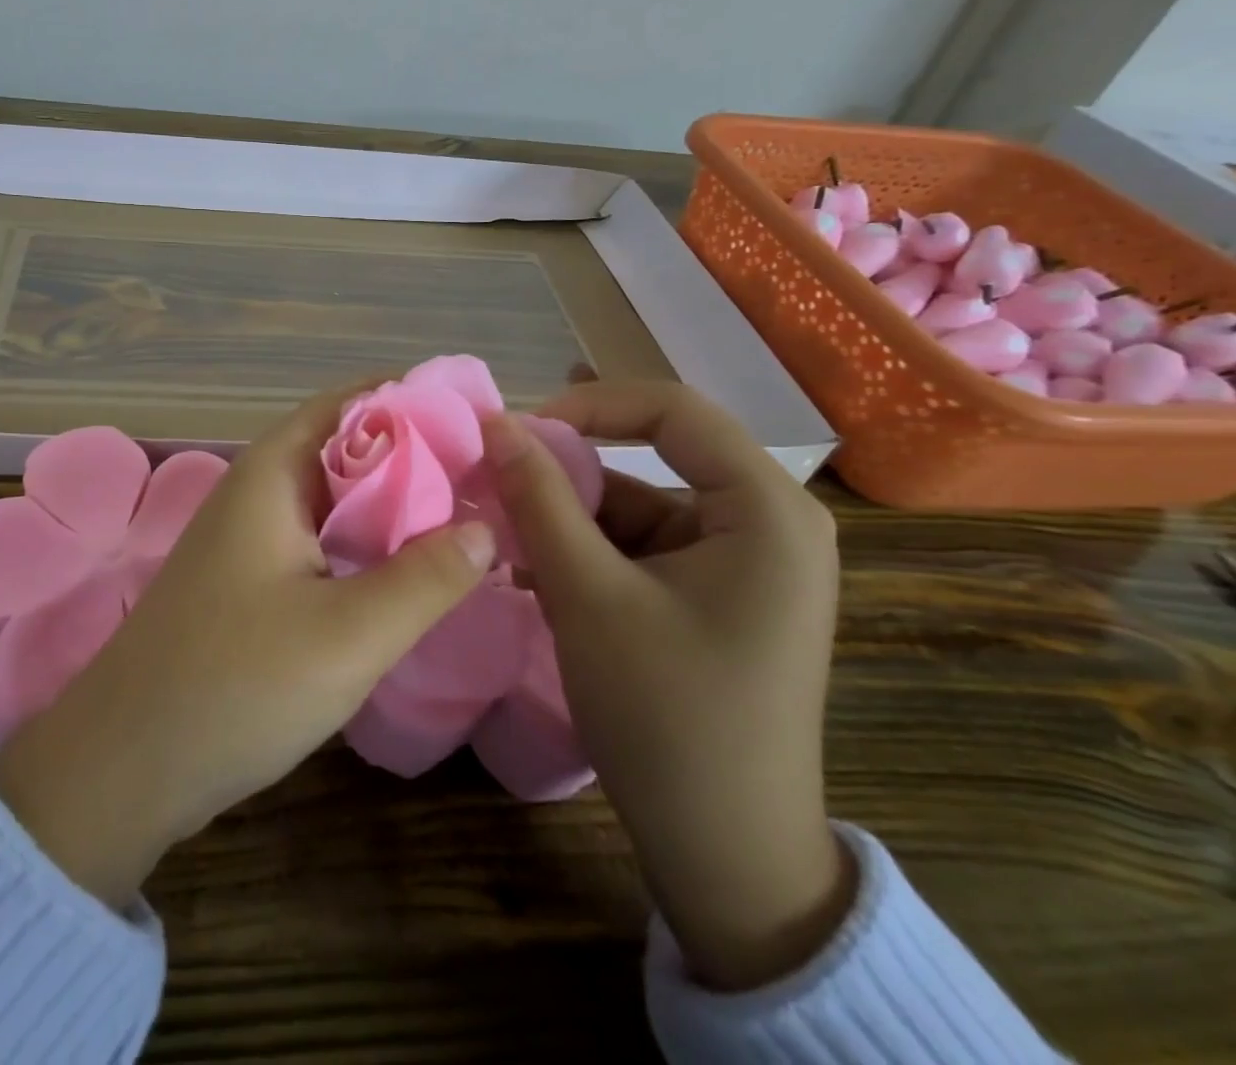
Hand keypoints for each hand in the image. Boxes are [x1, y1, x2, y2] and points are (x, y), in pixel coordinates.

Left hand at [0, 385, 495, 904]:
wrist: (126, 764)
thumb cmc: (238, 683)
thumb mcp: (350, 633)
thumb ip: (425, 577)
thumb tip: (485, 527)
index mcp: (273, 473)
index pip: (351, 403)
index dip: (413, 400)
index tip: (477, 417)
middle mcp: (258, 491)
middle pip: (346, 449)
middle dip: (415, 455)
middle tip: (488, 473)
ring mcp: (249, 539)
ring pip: (334, 499)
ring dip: (392, 504)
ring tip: (466, 515)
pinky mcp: (249, 582)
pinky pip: (319, 541)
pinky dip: (365, 543)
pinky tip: (407, 571)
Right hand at [483, 380, 852, 991]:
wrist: (724, 855)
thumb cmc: (665, 714)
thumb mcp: (587, 595)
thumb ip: (539, 498)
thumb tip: (495, 423)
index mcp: (766, 510)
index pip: (673, 410)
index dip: (589, 405)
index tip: (517, 431)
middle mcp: (767, 522)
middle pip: (654, 457)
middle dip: (569, 470)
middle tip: (496, 478)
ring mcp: (743, 562)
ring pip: (639, 506)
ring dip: (570, 517)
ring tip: (504, 537)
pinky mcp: (716, 595)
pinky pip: (643, 547)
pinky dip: (588, 551)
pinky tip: (534, 571)